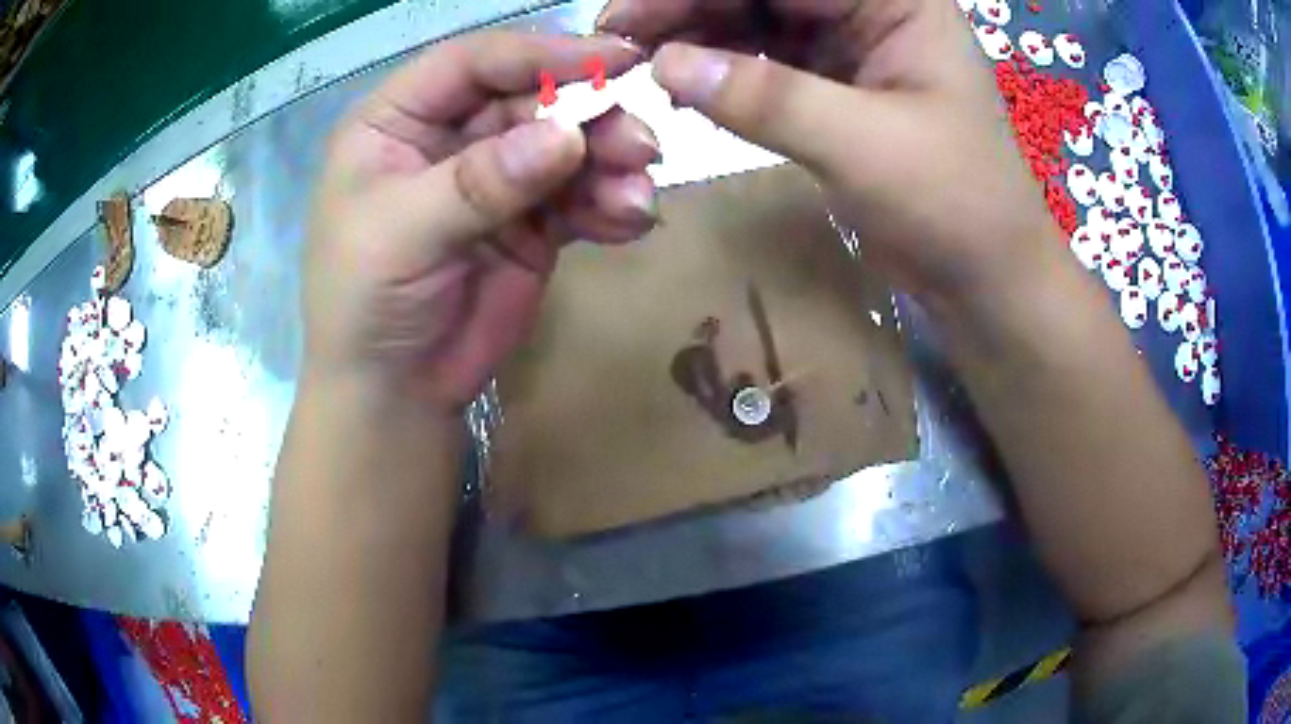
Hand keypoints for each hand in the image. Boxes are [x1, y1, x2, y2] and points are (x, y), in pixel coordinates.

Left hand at [304, 31, 656, 410]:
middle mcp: (449, 135)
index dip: (541, 54)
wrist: (394, 392)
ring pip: (565, 146)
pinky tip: (629, 223)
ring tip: (637, 198)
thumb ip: (480, 182)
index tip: (614, 59)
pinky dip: (610, 206)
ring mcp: (495, 177)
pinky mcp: (531, 221)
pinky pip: (581, 197)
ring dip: (609, 165)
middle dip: (589, 119)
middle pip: (532, 100)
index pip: (473, 63)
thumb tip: (569, 136)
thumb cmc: (365, 304)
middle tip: (639, 147)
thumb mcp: (402, 234)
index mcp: (399, 120)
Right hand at [598, 0, 1062, 318]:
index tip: (629, 14)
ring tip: (636, 61)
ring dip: (694, 34)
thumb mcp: (866, 146)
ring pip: (753, 20)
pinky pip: (761, 60)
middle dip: (687, 6)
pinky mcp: (831, 83)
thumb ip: (768, 97)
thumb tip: (664, 63)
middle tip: (618, 39)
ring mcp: (849, 44)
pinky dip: (717, 69)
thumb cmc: (956, 206)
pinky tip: (678, 83)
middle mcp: (870, 8)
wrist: (984, 277)